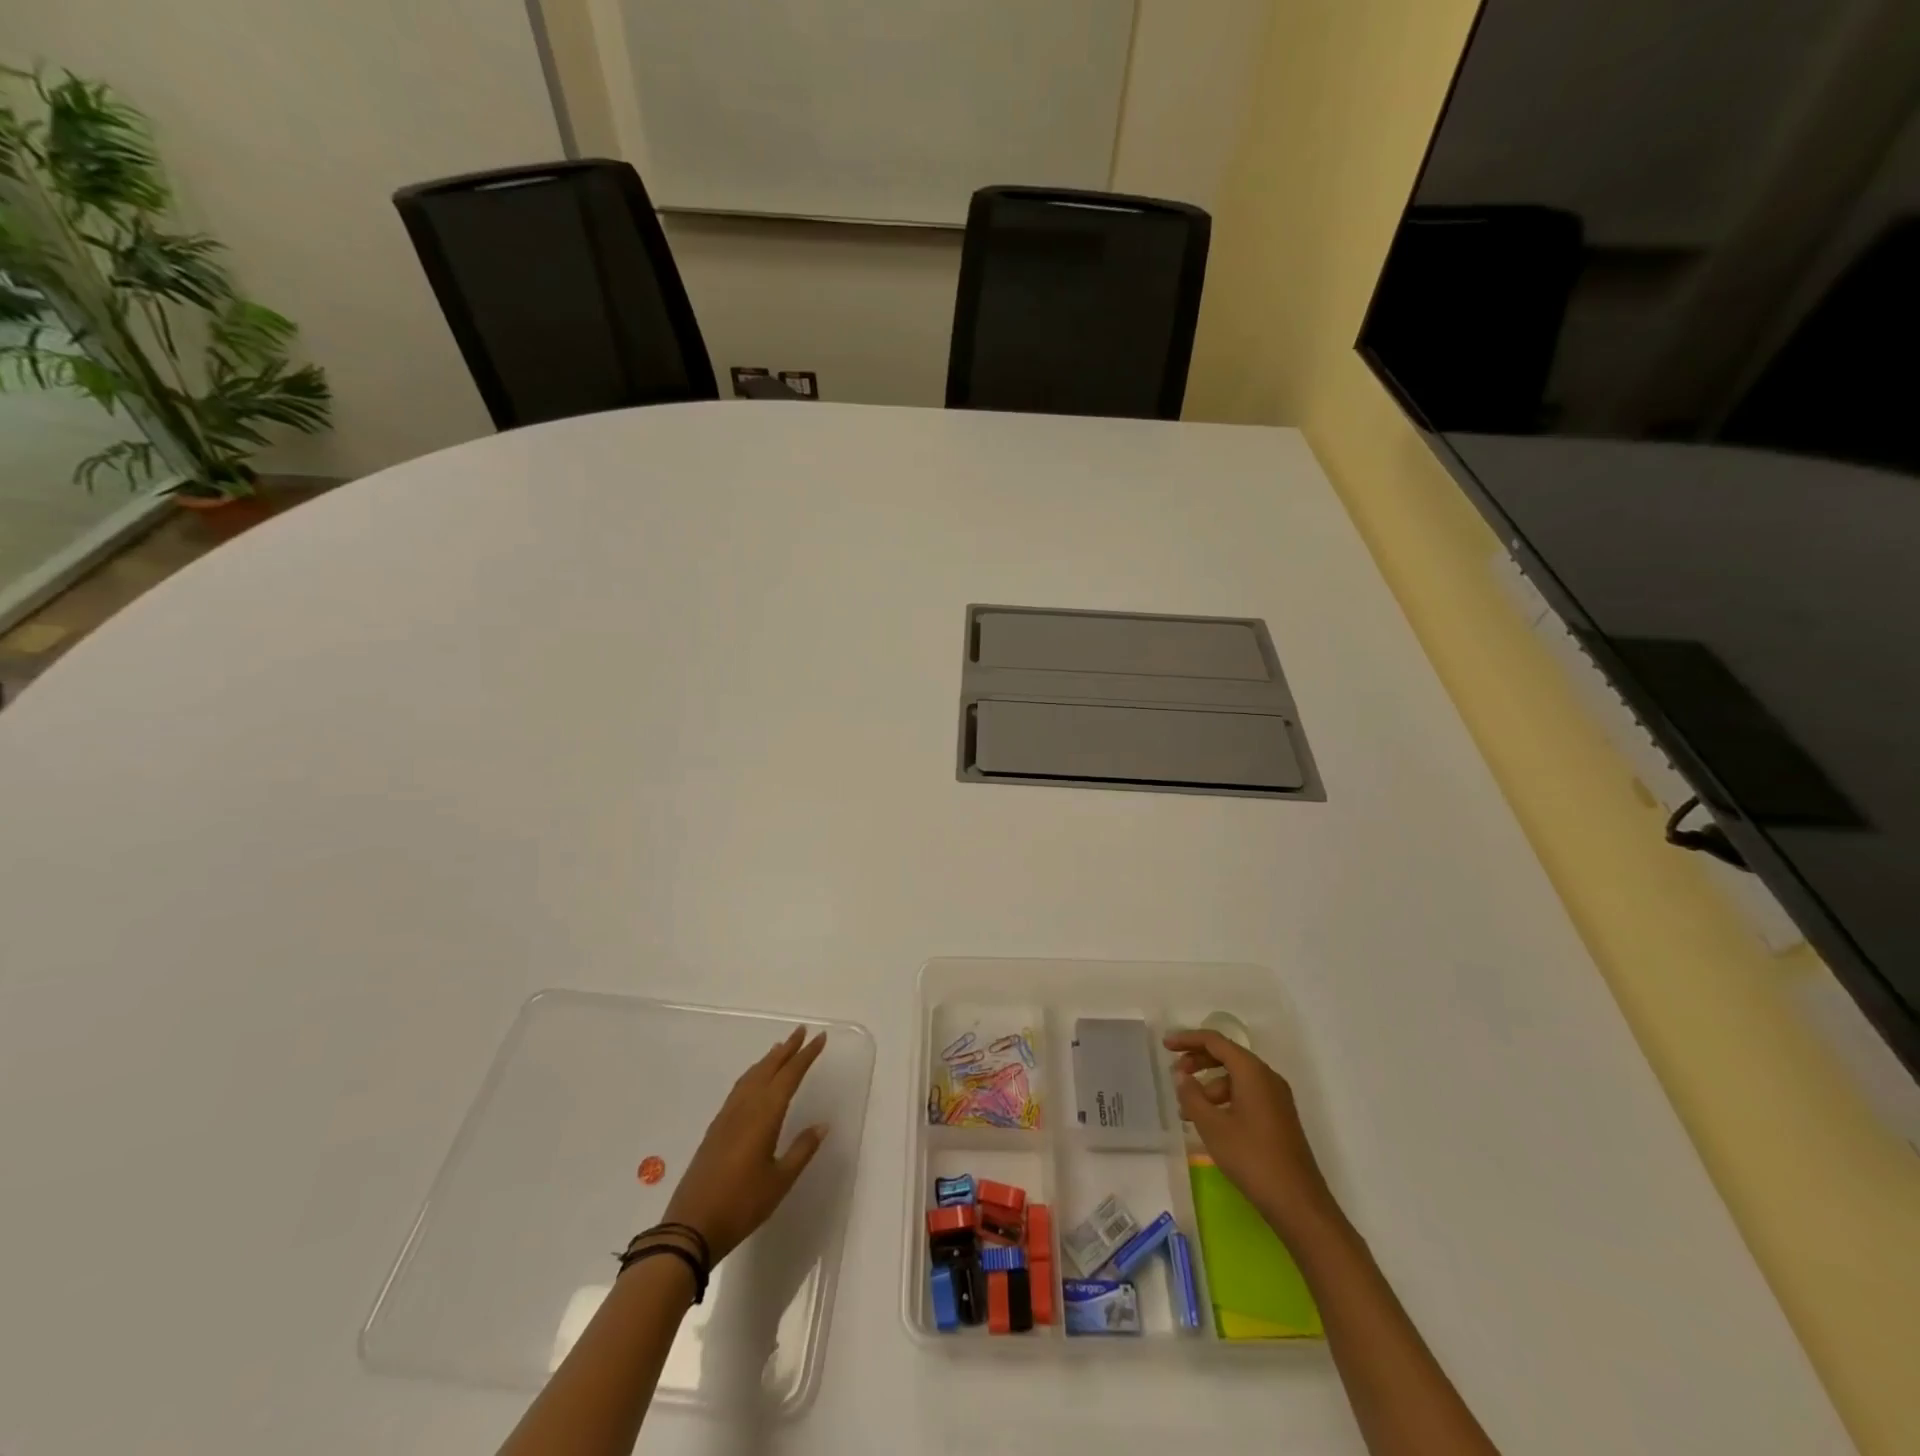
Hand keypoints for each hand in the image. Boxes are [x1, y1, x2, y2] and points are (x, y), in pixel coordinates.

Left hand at [662, 1028, 829, 1264]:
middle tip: (802, 1031)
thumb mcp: (779, 1182)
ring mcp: (727, 1117)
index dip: (806, 1055)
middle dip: (787, 1049)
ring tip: (781, 1048)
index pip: (790, 1076)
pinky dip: (753, 1075)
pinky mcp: (715, 1129)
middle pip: (769, 1069)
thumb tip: (822, 1125)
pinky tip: (754, 1080)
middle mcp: (745, 1107)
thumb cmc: (741, 1205)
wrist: (690, 1227)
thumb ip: (801, 1150)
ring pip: (751, 1076)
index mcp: (764, 1115)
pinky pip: (739, 1089)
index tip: (820, 1037)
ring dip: (768, 1060)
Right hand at [1165, 1029, 1340, 1242]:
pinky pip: (1246, 1095)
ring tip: (1187, 1112)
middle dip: (1198, 1061)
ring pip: (1236, 1079)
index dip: (1188, 1039)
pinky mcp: (1279, 1118)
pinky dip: (1224, 1101)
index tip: (1165, 1045)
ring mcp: (1276, 1099)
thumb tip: (1182, 1076)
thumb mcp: (1212, 1126)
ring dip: (1209, 1087)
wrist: (1298, 1203)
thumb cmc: (1252, 1158)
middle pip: (1227, 1056)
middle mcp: (1267, 1078)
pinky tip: (1211, 1123)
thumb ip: (1192, 1096)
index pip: (1215, 1041)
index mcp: (1252, 1072)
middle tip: (1175, 1075)